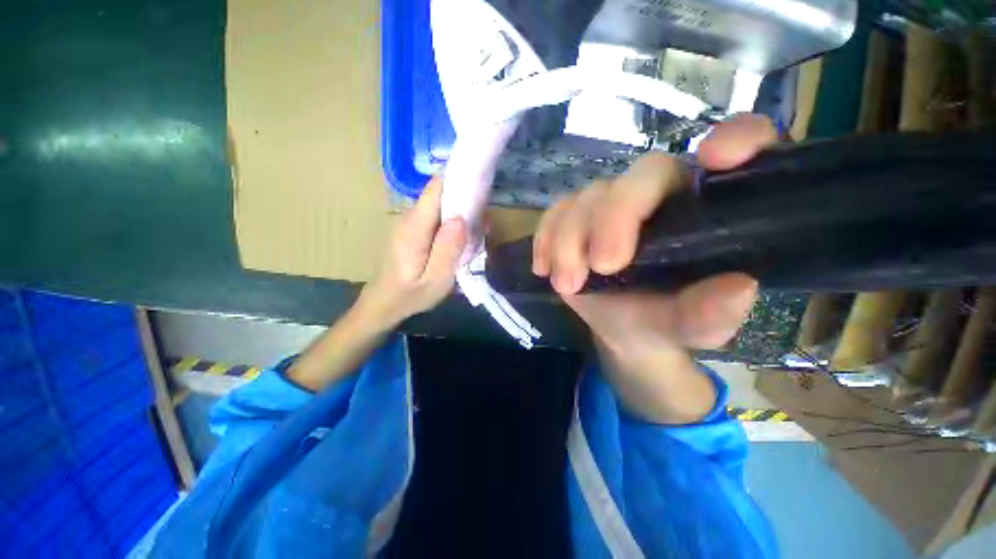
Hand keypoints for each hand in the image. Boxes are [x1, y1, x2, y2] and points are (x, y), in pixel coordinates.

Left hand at [357, 178, 466, 330]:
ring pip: (440, 206)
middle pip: (440, 195)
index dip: (458, 180)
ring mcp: (410, 223)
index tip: (481, 183)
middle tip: (485, 219)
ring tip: (479, 230)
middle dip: (464, 199)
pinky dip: (453, 222)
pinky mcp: (413, 230)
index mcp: (415, 227)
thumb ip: (448, 249)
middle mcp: (410, 218)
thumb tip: (461, 217)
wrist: (384, 304)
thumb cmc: (410, 295)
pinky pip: (436, 217)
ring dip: (460, 212)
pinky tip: (463, 238)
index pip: (436, 189)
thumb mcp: (435, 280)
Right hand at [531, 115, 777, 422]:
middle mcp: (662, 193)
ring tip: (568, 285)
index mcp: (709, 208)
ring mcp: (613, 202)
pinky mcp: (576, 216)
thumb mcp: (691, 328)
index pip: (745, 145)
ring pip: (589, 197)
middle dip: (614, 219)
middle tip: (602, 266)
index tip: (715, 158)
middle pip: (642, 175)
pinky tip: (545, 267)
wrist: (622, 327)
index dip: (739, 137)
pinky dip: (546, 238)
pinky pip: (556, 212)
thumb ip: (711, 314)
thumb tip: (738, 289)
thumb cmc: (663, 321)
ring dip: (570, 241)